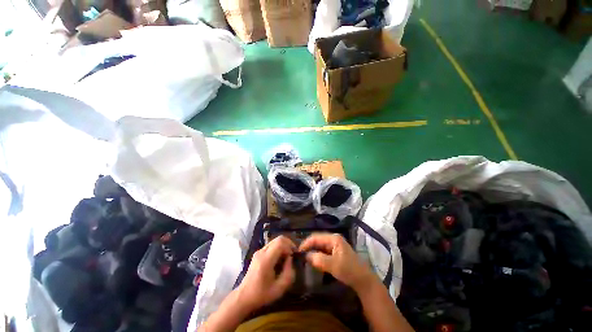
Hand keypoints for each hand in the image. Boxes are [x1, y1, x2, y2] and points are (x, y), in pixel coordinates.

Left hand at [236, 235, 295, 311]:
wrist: (244, 297)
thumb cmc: (261, 294)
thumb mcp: (279, 288)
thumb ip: (289, 273)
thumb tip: (290, 259)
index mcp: (266, 260)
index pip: (280, 242)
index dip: (290, 246)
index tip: (293, 256)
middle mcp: (262, 252)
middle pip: (278, 239)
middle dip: (288, 244)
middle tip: (293, 254)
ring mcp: (259, 251)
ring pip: (275, 241)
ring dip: (283, 246)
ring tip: (287, 258)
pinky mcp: (258, 253)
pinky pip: (271, 245)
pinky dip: (278, 248)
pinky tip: (279, 259)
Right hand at [299, 233, 376, 292]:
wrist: (364, 280)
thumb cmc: (349, 270)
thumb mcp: (333, 265)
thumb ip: (319, 259)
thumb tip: (306, 256)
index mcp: (333, 238)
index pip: (316, 237)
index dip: (306, 243)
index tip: (298, 252)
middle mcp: (333, 239)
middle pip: (317, 240)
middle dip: (308, 247)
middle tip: (300, 256)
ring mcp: (335, 245)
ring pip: (320, 246)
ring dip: (312, 251)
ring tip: (304, 258)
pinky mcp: (336, 252)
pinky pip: (323, 251)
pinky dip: (317, 255)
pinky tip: (313, 261)